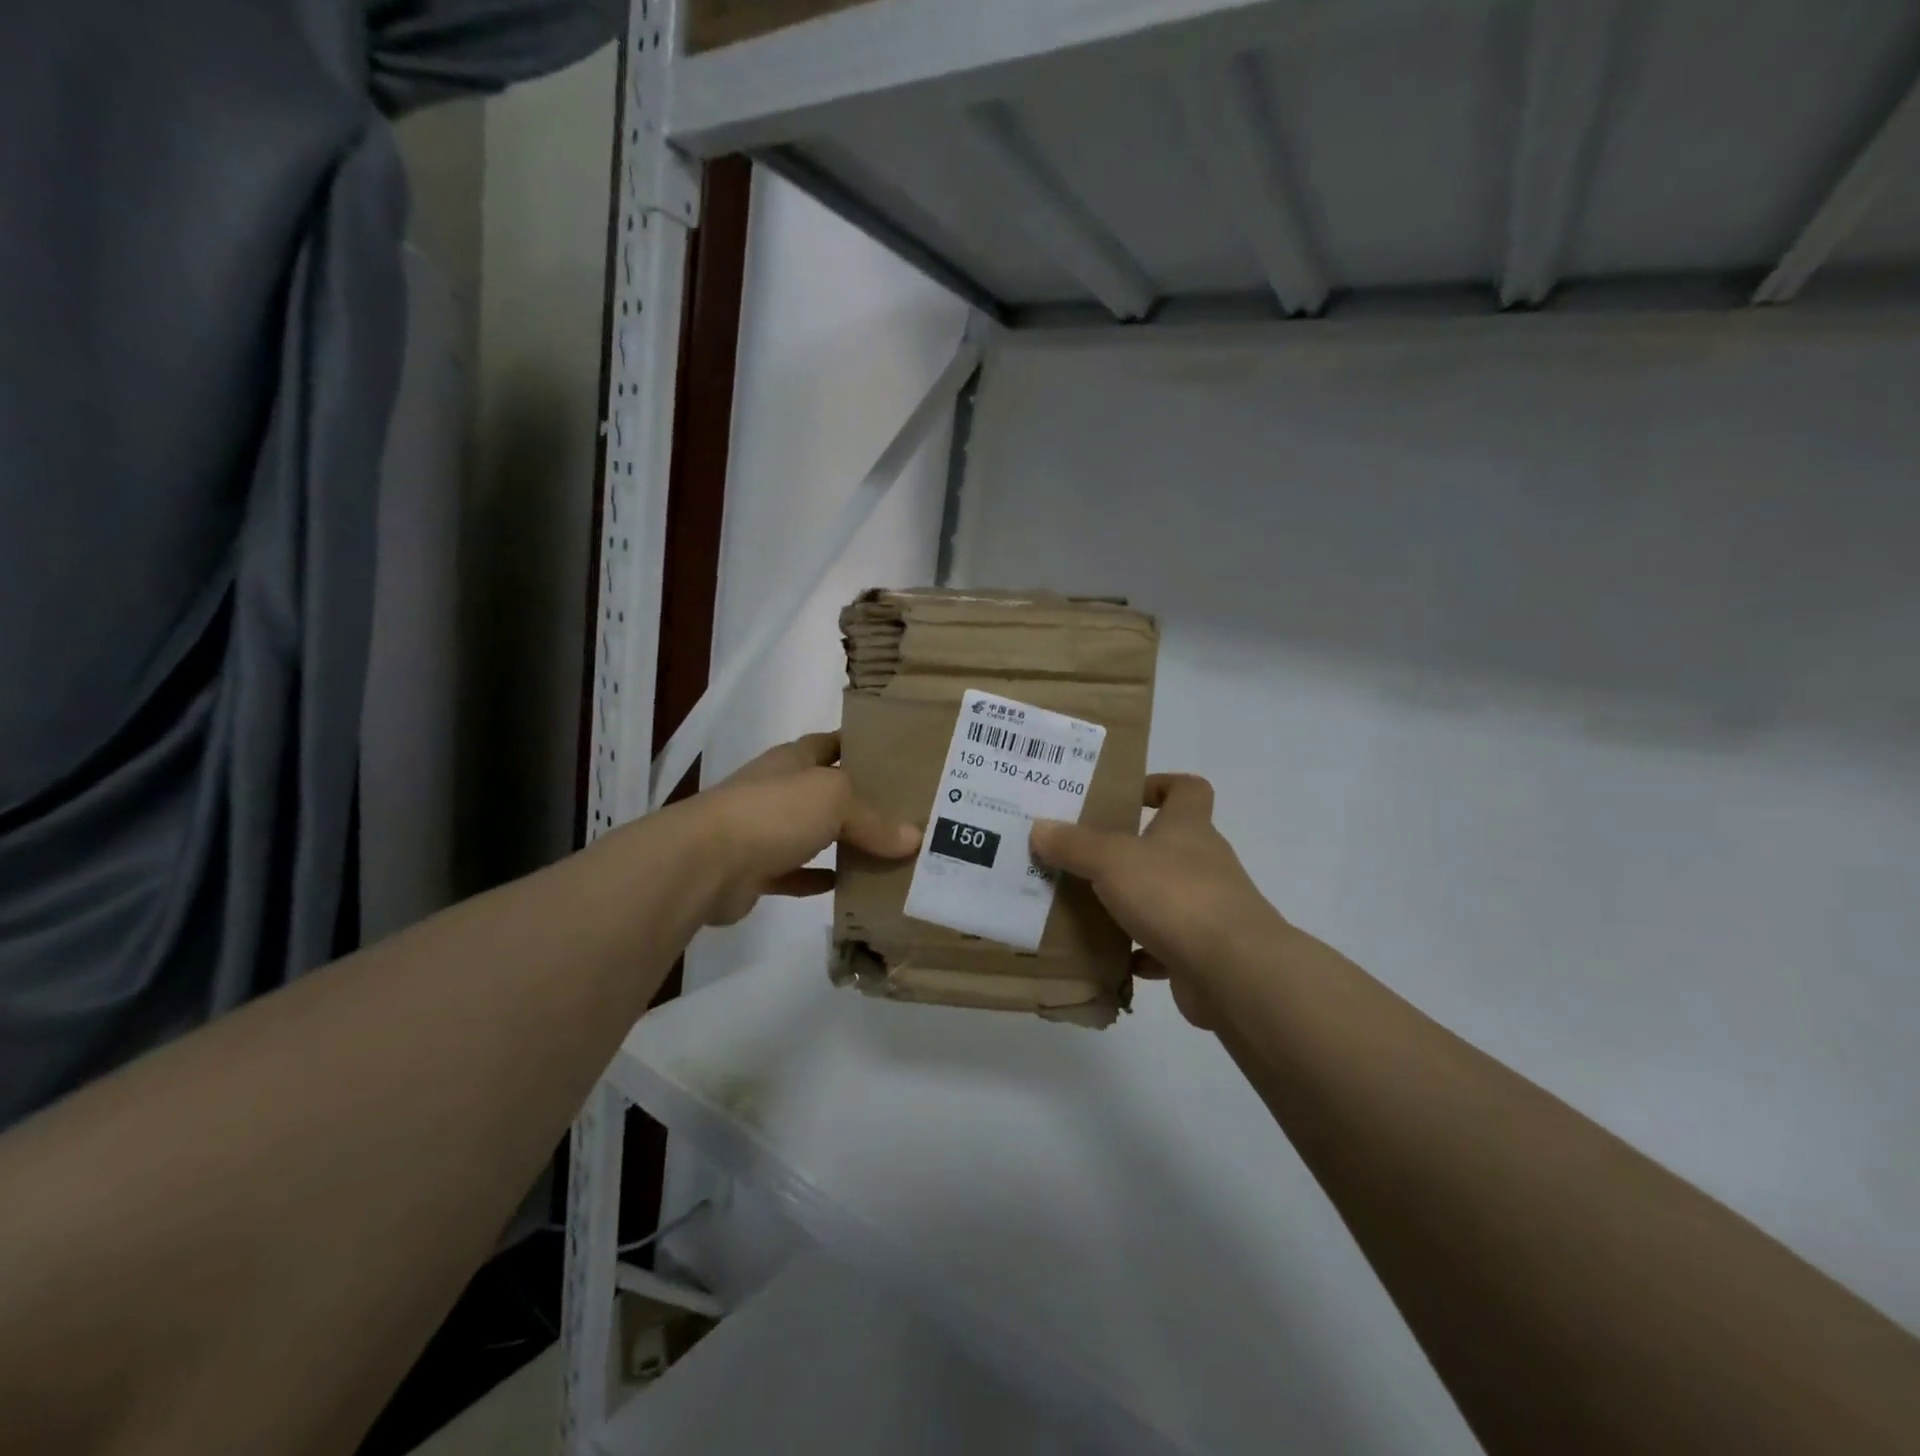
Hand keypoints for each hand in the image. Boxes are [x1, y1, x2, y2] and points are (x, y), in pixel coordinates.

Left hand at [679, 732, 920, 926]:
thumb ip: (875, 818)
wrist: (705, 863)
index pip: (831, 743)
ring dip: (841, 842)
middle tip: (904, 811)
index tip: (895, 755)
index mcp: (792, 761)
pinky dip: (818, 878)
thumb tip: (913, 838)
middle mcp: (778, 790)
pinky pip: (796, 873)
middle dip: (859, 799)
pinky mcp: (755, 871)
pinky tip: (846, 885)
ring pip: (812, 833)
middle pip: (825, 790)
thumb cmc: (772, 812)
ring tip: (885, 851)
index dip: (859, 745)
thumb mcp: (834, 800)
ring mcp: (763, 830)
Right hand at [1030, 775, 1285, 1028]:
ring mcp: (1208, 909)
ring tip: (1085, 907)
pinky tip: (1110, 957)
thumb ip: (1074, 844)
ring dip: (1131, 902)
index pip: (1187, 789)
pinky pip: (1166, 946)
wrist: (1233, 971)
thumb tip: (1040, 828)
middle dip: (1128, 850)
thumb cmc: (1174, 895)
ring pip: (1164, 896)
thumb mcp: (1111, 860)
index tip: (1125, 796)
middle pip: (1168, 844)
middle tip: (1082, 856)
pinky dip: (1140, 951)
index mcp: (1188, 828)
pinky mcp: (1204, 952)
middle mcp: (1203, 862)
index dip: (1160, 785)